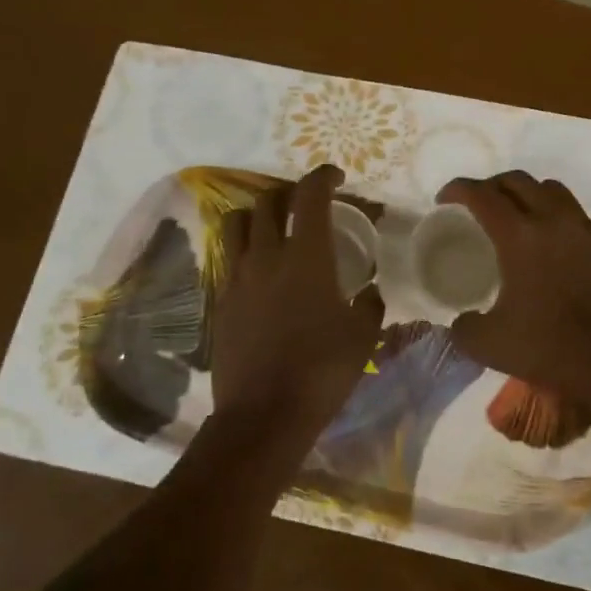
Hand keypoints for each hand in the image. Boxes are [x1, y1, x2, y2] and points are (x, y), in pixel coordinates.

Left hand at [211, 165, 384, 429]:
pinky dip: (244, 251)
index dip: (322, 177)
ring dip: (257, 216)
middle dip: (287, 193)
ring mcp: (237, 278)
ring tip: (274, 229)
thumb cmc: (322, 370)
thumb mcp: (362, 336)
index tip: (335, 177)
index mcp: (306, 256)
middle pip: (267, 201)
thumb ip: (370, 304)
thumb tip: (371, 291)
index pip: (309, 196)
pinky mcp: (220, 302)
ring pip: (237, 224)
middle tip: (304, 204)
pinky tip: (260, 272)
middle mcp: (266, 256)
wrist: (263, 413)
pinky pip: (228, 259)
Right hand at [438, 172, 590, 402]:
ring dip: (531, 196)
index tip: (445, 199)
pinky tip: (561, 256)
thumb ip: (465, 328)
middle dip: (493, 185)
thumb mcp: (489, 345)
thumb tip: (463, 322)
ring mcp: (590, 232)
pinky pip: (583, 225)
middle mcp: (556, 222)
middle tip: (480, 204)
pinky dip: (564, 228)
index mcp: (520, 236)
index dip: (458, 189)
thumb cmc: (551, 346)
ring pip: (556, 192)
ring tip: (521, 218)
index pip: (482, 195)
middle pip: (519, 181)